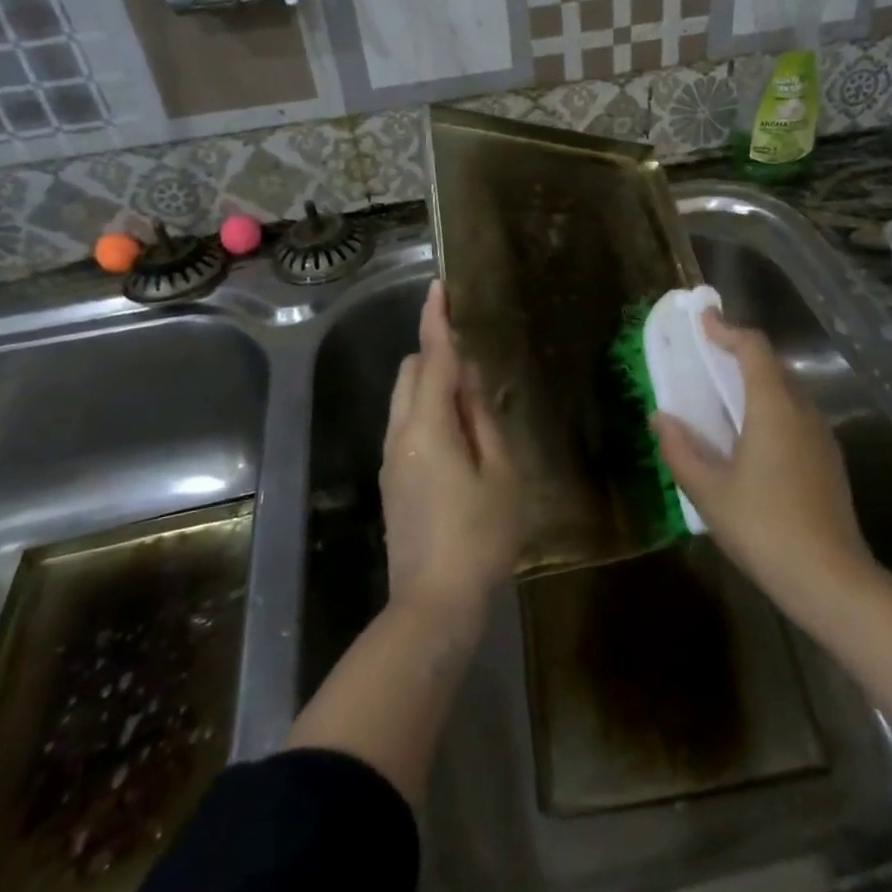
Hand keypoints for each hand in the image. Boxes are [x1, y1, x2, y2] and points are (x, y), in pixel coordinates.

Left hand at [381, 281, 519, 620]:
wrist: (432, 603)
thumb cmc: (479, 535)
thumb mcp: (500, 473)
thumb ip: (482, 418)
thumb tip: (470, 377)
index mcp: (428, 426)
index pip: (431, 358)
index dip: (436, 321)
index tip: (439, 287)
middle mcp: (400, 433)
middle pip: (409, 373)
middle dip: (434, 354)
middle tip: (476, 365)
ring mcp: (390, 458)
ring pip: (404, 400)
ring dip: (430, 385)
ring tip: (472, 403)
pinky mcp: (392, 480)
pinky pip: (406, 425)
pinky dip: (427, 412)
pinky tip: (459, 437)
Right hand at [652, 311, 873, 618]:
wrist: (830, 579)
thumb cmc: (763, 527)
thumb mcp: (709, 491)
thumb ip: (680, 449)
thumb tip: (660, 417)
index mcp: (774, 407)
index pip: (753, 348)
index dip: (727, 330)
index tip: (703, 320)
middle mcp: (802, 411)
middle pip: (772, 364)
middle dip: (739, 352)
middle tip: (707, 355)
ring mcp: (821, 435)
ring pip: (787, 390)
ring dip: (756, 380)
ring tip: (724, 393)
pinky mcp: (828, 459)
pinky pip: (796, 414)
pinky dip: (771, 406)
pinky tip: (751, 435)